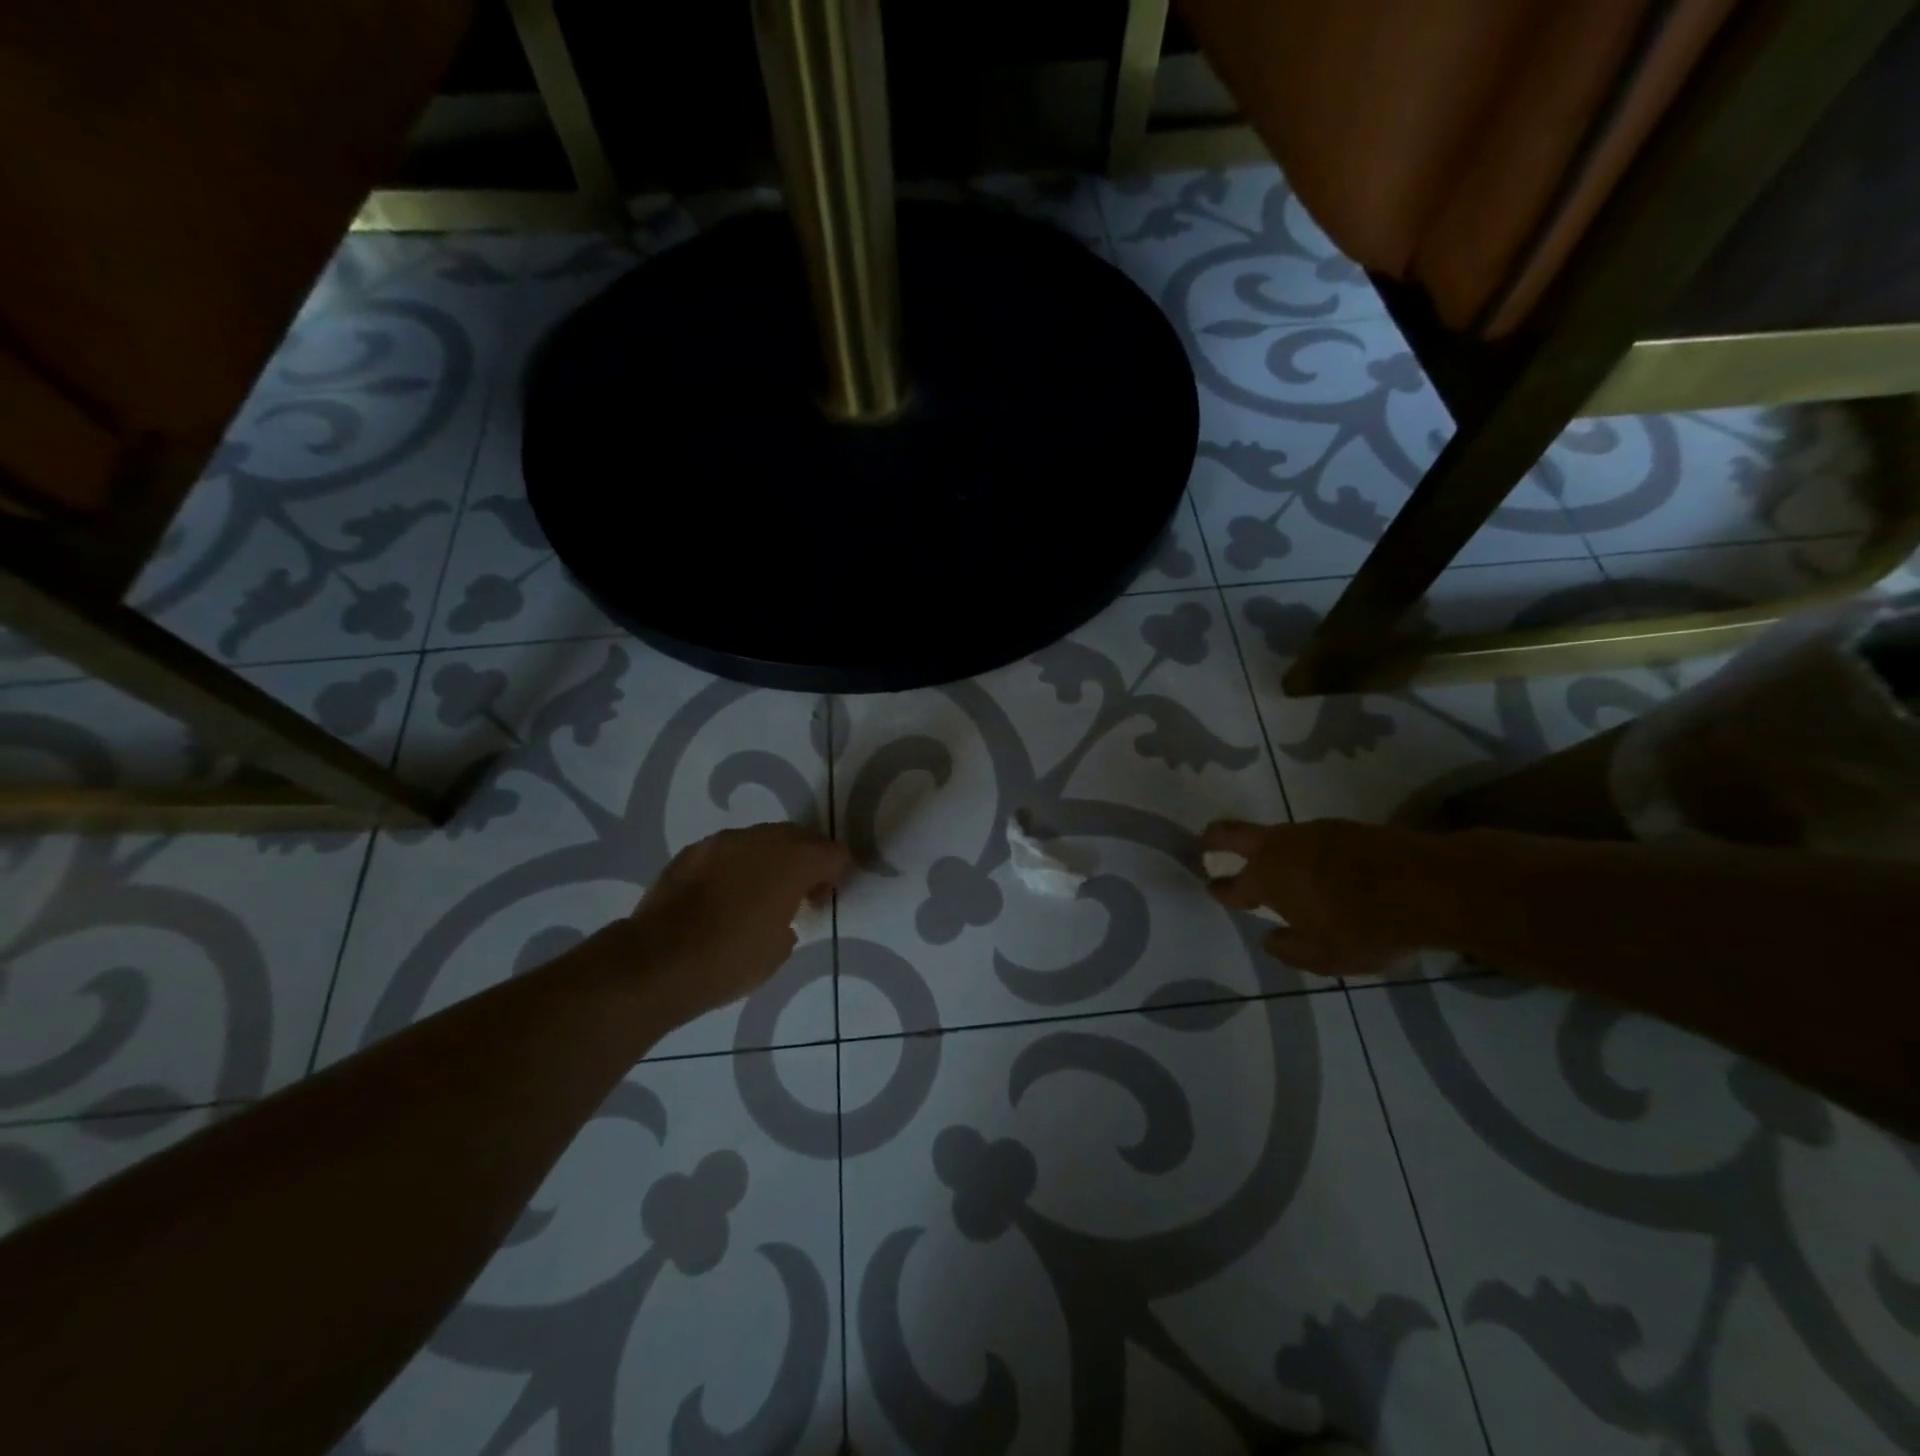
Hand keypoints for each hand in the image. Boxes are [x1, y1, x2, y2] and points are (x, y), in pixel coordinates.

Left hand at [621, 822, 852, 1024]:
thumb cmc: (730, 960)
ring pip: (760, 841)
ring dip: (769, 860)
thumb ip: (791, 920)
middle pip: (798, 837)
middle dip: (806, 860)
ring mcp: (722, 842)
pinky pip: (727, 852)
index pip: (832, 852)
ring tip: (761, 893)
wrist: (657, 961)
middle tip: (802, 893)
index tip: (830, 894)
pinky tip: (725, 895)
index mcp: (793, 861)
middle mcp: (761, 840)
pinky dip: (736, 867)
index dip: (838, 871)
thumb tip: (781, 915)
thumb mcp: (779, 951)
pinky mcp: (691, 852)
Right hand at [1201, 819, 1423, 975]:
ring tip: (1275, 865)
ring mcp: (1311, 831)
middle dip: (1215, 837)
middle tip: (1204, 841)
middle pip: (1234, 833)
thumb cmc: (1367, 928)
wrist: (1428, 885)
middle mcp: (1280, 848)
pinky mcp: (1342, 826)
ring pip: (1276, 835)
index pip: (1233, 885)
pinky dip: (1304, 851)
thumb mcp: (1326, 958)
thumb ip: (1290, 950)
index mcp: (1267, 880)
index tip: (1210, 888)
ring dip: (1268, 848)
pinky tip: (1318, 865)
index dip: (1220, 890)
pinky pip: (1310, 838)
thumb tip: (1268, 938)